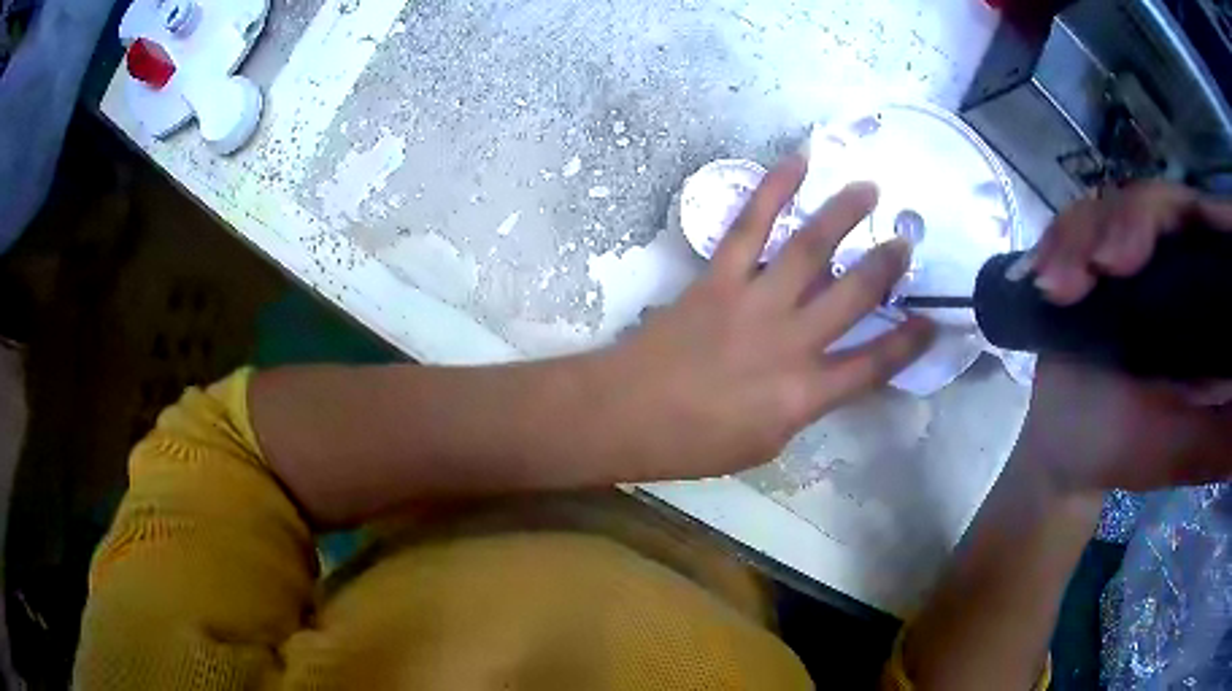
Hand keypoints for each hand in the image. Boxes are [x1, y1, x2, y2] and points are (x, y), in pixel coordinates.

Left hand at [597, 154, 934, 477]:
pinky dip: (774, 189)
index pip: (874, 366)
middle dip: (887, 266)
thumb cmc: (695, 443)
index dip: (909, 344)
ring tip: (869, 188)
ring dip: (844, 213)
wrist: (627, 414)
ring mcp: (755, 302)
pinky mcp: (719, 277)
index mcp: (805, 394)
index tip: (932, 322)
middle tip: (906, 242)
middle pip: (855, 295)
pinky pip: (750, 225)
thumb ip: (803, 404)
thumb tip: (824, 371)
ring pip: (811, 248)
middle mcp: (791, 341)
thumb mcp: (765, 442)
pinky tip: (797, 163)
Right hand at [1014, 181, 1231, 494]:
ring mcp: (1134, 254)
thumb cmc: (1124, 454)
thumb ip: (1222, 439)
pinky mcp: (1094, 252)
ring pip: (1116, 203)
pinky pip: (1077, 221)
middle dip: (1132, 221)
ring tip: (1057, 285)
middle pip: (1164, 202)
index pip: (1214, 230)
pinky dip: (1058, 241)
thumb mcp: (1181, 454)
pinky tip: (1041, 277)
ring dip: (1083, 234)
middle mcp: (1177, 263)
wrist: (1064, 452)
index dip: (1210, 212)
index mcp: (1206, 302)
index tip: (1188, 234)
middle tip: (1105, 264)